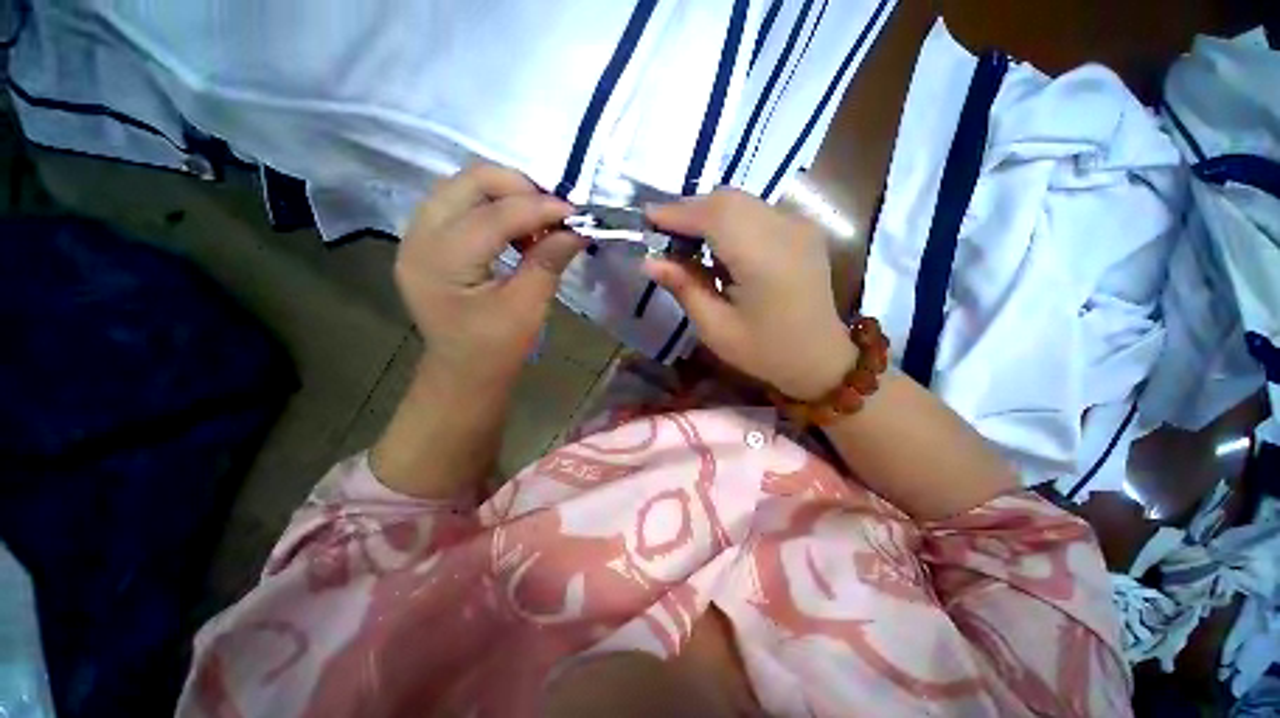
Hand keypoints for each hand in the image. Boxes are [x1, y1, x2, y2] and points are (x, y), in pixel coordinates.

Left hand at [396, 163, 585, 388]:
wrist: (463, 373)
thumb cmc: (496, 349)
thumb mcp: (528, 308)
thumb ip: (549, 262)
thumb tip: (577, 229)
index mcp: (442, 262)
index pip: (494, 215)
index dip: (540, 208)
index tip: (576, 214)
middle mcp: (419, 237)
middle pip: (470, 181)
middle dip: (520, 189)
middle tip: (554, 213)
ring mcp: (417, 235)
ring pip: (465, 186)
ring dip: (508, 196)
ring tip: (537, 225)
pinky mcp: (427, 240)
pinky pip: (461, 203)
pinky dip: (495, 207)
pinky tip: (517, 232)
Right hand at [644, 189, 854, 399]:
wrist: (820, 358)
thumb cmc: (765, 351)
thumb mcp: (716, 329)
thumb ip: (684, 288)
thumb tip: (649, 261)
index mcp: (765, 258)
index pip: (715, 215)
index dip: (677, 212)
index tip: (647, 218)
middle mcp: (786, 229)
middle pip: (728, 200)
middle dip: (689, 211)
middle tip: (663, 234)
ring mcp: (799, 225)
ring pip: (741, 201)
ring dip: (707, 214)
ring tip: (684, 241)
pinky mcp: (802, 229)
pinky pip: (756, 211)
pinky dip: (728, 220)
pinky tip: (716, 245)